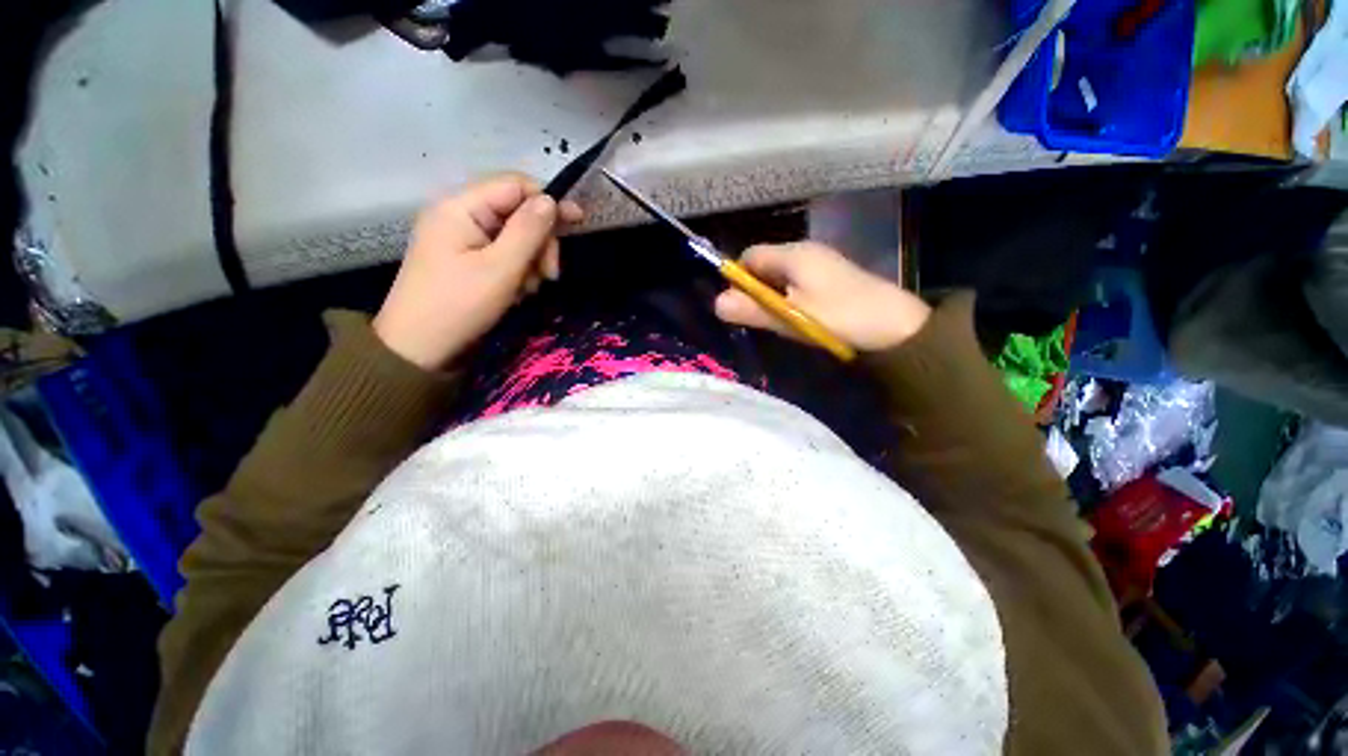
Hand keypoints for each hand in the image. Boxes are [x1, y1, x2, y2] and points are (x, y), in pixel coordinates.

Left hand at [373, 174, 582, 369]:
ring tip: (527, 290)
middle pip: (518, 212)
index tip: (578, 223)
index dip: (548, 201)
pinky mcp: (468, 260)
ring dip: (531, 262)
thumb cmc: (459, 305)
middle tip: (549, 275)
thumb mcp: (500, 268)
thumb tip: (551, 200)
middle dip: (540, 242)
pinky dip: (518, 272)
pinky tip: (517, 293)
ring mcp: (463, 239)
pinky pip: (505, 255)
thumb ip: (528, 231)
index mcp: (461, 207)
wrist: (418, 349)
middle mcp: (461, 215)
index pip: (515, 185)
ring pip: (516, 237)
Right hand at [714, 242, 930, 351]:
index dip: (738, 278)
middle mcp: (806, 251)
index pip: (749, 256)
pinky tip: (799, 318)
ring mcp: (822, 263)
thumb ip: (754, 309)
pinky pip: (799, 283)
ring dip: (773, 296)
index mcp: (794, 254)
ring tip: (779, 321)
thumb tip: (717, 302)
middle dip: (756, 290)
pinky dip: (791, 298)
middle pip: (765, 265)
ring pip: (782, 276)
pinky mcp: (833, 278)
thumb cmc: (840, 317)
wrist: (898, 329)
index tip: (740, 306)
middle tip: (759, 318)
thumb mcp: (791, 316)